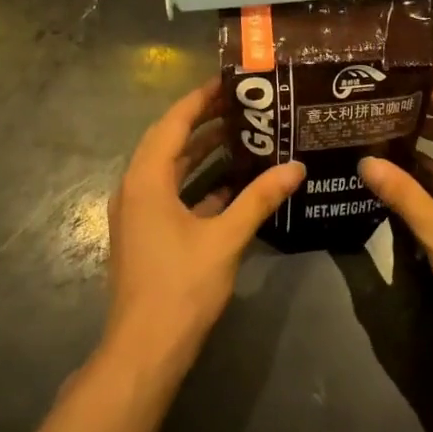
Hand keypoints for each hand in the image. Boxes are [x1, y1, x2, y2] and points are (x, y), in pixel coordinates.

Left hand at [104, 79, 303, 370]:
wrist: (145, 350)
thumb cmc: (182, 286)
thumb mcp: (226, 237)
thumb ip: (260, 198)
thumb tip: (297, 167)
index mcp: (147, 179)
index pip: (173, 123)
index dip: (200, 99)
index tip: (229, 81)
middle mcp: (136, 188)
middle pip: (169, 141)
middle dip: (203, 121)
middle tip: (243, 104)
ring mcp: (138, 213)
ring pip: (170, 169)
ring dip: (201, 152)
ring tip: (242, 134)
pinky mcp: (146, 234)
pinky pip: (171, 194)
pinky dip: (198, 183)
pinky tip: (232, 185)